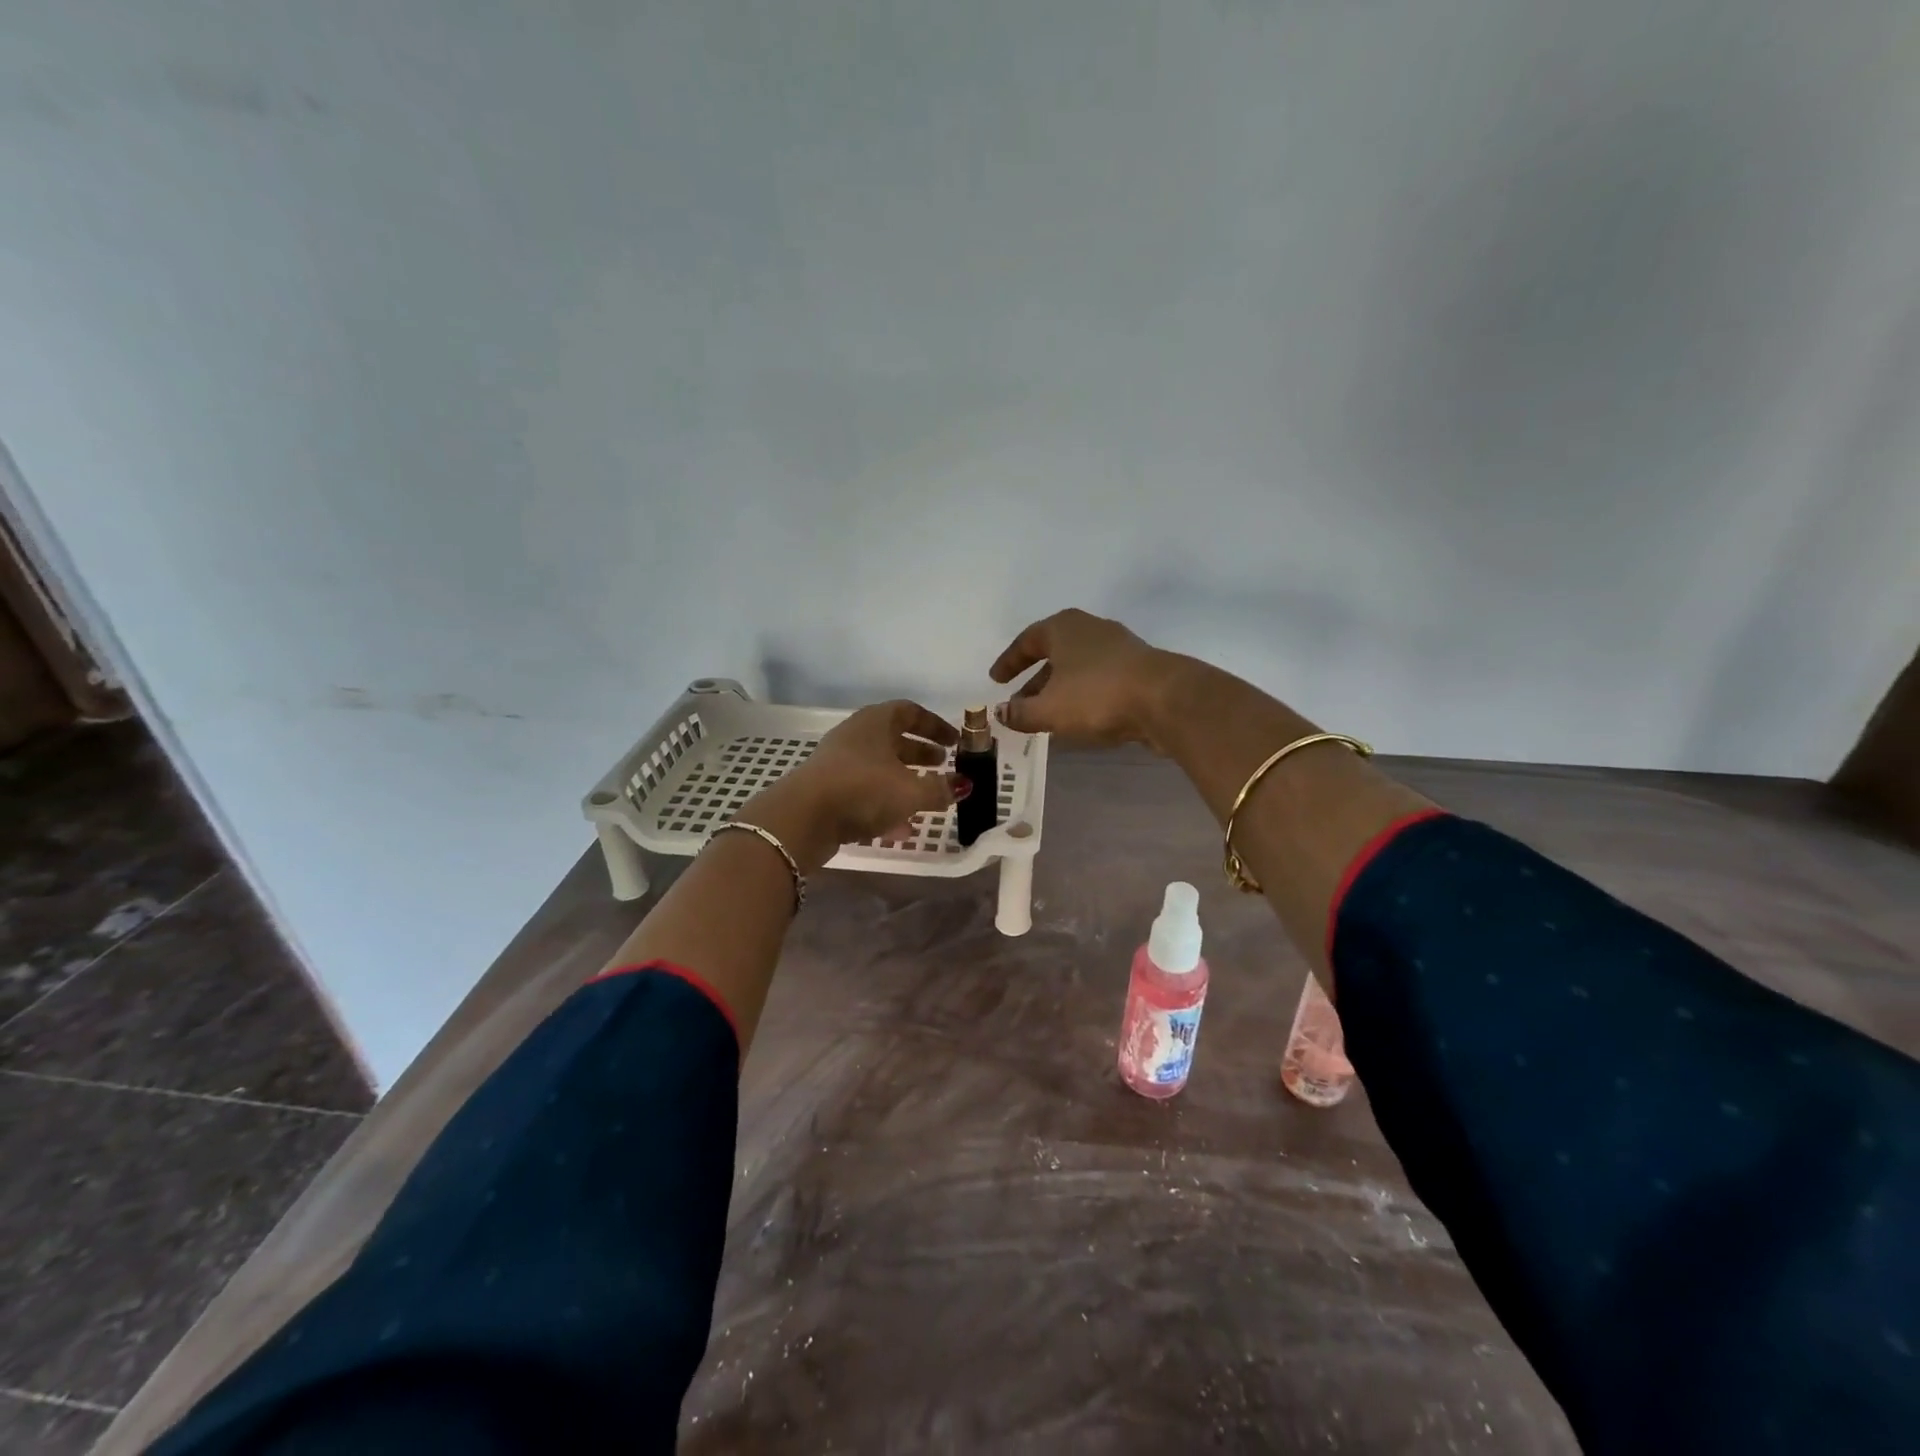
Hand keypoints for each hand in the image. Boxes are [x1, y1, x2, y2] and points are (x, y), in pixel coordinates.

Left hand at [736, 700, 964, 871]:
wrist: (802, 818)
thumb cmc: (863, 790)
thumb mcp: (911, 791)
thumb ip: (941, 789)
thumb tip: (963, 784)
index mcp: (876, 722)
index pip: (910, 712)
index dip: (935, 726)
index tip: (955, 742)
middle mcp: (856, 737)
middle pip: (894, 739)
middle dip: (921, 754)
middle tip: (944, 766)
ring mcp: (838, 764)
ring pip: (880, 768)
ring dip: (905, 782)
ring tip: (928, 801)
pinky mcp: (827, 792)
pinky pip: (864, 792)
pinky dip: (885, 805)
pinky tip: (901, 829)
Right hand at [989, 609, 1181, 750]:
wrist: (1166, 699)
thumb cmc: (1096, 696)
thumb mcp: (1048, 709)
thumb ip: (1020, 712)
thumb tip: (1001, 712)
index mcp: (1063, 628)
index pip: (1027, 641)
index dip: (1009, 662)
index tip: (996, 680)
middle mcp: (1090, 629)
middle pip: (1054, 653)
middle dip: (1034, 680)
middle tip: (1019, 702)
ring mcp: (1119, 647)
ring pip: (1078, 668)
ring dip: (1059, 690)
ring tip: (1048, 716)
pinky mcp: (1139, 669)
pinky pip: (1099, 680)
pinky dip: (1083, 696)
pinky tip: (1080, 719)